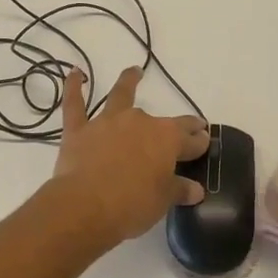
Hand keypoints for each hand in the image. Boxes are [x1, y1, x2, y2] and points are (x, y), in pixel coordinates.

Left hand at [46, 67, 209, 248]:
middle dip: (176, 125)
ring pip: (120, 95)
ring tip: (134, 72)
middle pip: (162, 120)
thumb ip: (179, 190)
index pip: (189, 137)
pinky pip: (75, 104)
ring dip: (128, 81)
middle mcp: (139, 121)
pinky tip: (74, 73)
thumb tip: (196, 189)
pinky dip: (73, 87)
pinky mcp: (79, 130)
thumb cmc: (132, 204)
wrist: (86, 206)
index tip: (204, 141)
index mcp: (166, 138)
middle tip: (184, 128)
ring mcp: (107, 122)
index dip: (199, 140)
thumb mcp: (163, 200)